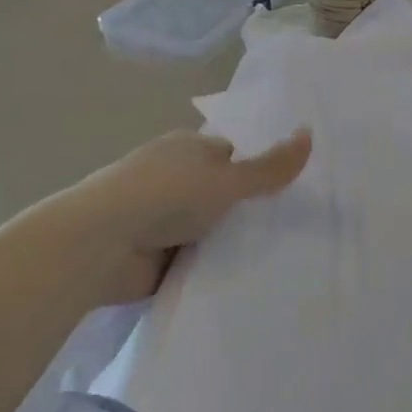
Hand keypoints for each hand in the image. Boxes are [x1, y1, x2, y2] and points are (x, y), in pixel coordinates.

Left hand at [77, 128, 312, 303]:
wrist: (101, 244)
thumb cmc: (165, 195)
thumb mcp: (227, 178)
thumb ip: (270, 166)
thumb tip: (310, 133)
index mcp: (185, 148)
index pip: (231, 154)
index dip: (256, 171)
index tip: (286, 193)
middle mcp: (172, 177)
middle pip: (220, 193)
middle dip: (245, 211)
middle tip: (288, 230)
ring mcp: (160, 217)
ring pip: (209, 228)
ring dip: (226, 241)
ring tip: (276, 259)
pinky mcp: (153, 253)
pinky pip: (193, 258)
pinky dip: (209, 266)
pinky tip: (240, 278)